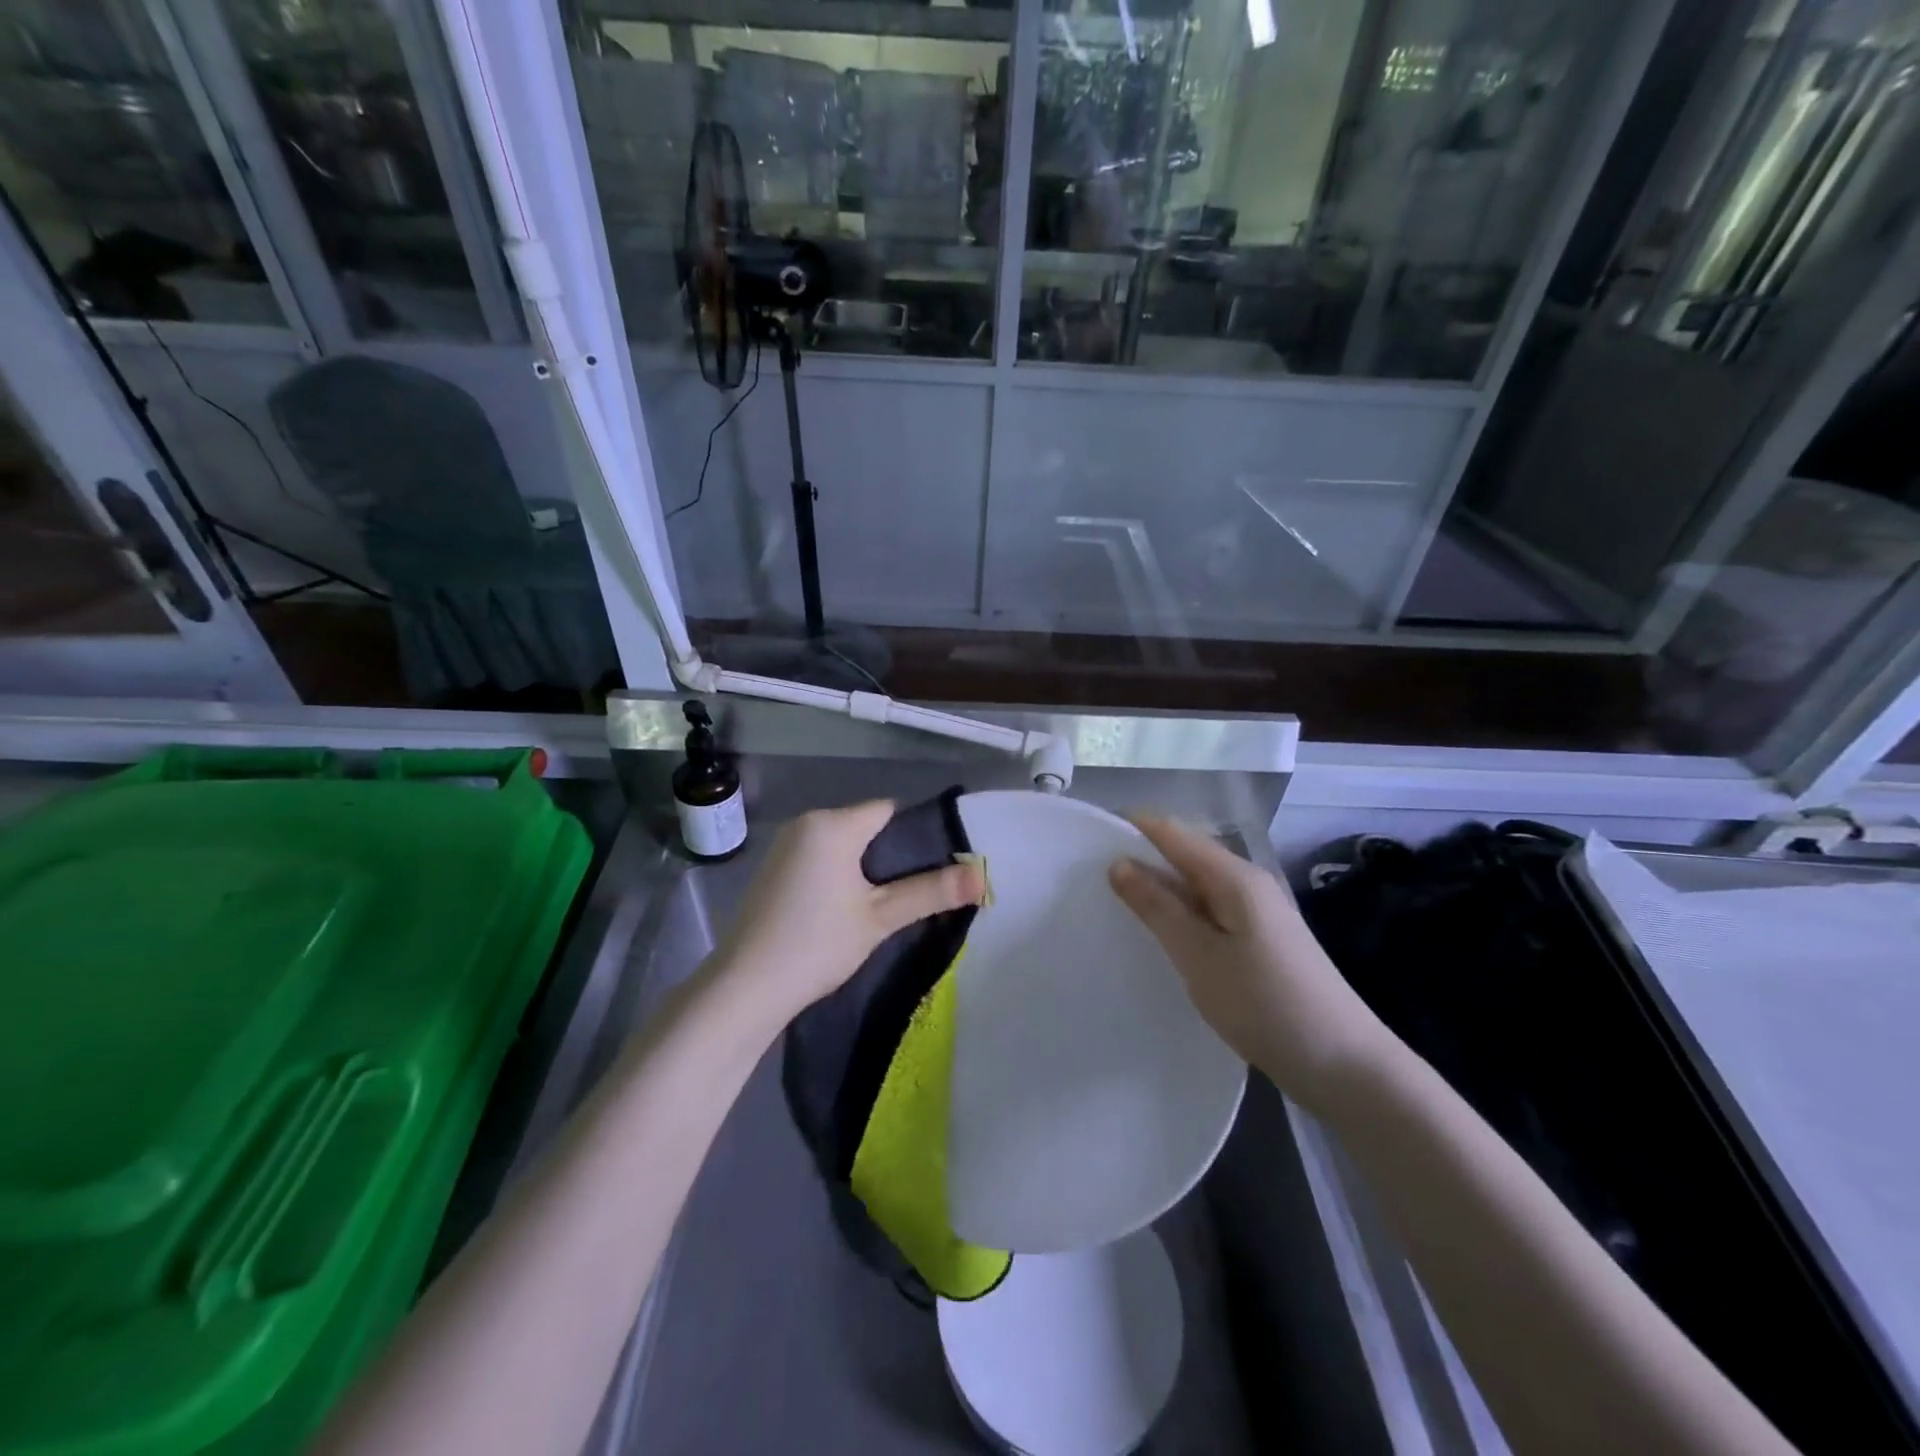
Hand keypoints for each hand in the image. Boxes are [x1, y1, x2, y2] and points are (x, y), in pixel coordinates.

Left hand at [711, 800, 984, 1027]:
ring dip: (864, 868)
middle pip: (865, 826)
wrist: (746, 986)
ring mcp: (784, 845)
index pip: (888, 811)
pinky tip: (842, 910)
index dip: (914, 837)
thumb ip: (930, 892)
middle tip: (911, 895)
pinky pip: (819, 858)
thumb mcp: (880, 918)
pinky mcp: (773, 869)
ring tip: (881, 906)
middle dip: (890, 856)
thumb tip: (982, 877)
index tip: (931, 871)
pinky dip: (838, 875)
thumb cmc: (817, 944)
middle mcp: (806, 823)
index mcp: (832, 824)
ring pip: (842, 844)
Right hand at [1109, 817, 1391, 1109]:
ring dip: (1159, 892)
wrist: (1345, 1066)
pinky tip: (1161, 938)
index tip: (1085, 843)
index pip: (1173, 832)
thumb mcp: (1200, 956)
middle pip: (1185, 855)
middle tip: (1090, 883)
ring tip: (1115, 908)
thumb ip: (1158, 908)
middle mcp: (1248, 883)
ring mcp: (1258, 913)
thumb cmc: (1265, 1005)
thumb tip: (1120, 863)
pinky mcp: (1260, 941)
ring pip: (1196, 887)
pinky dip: (1181, 917)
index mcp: (1234, 876)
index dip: (1131, 829)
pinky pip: (1210, 913)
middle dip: (1141, 861)